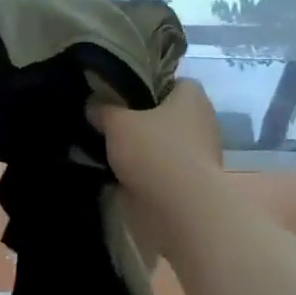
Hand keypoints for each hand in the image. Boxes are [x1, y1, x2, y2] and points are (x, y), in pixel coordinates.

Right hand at [93, 80, 223, 251]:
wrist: (181, 212)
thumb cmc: (154, 152)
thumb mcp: (118, 123)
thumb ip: (104, 110)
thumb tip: (94, 105)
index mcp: (192, 98)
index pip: (172, 82)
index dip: (148, 84)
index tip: (122, 93)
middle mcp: (201, 123)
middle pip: (166, 114)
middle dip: (140, 119)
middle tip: (108, 121)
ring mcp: (198, 157)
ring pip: (162, 145)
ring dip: (141, 149)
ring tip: (106, 149)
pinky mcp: (190, 187)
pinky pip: (161, 172)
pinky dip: (144, 174)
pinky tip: (116, 175)